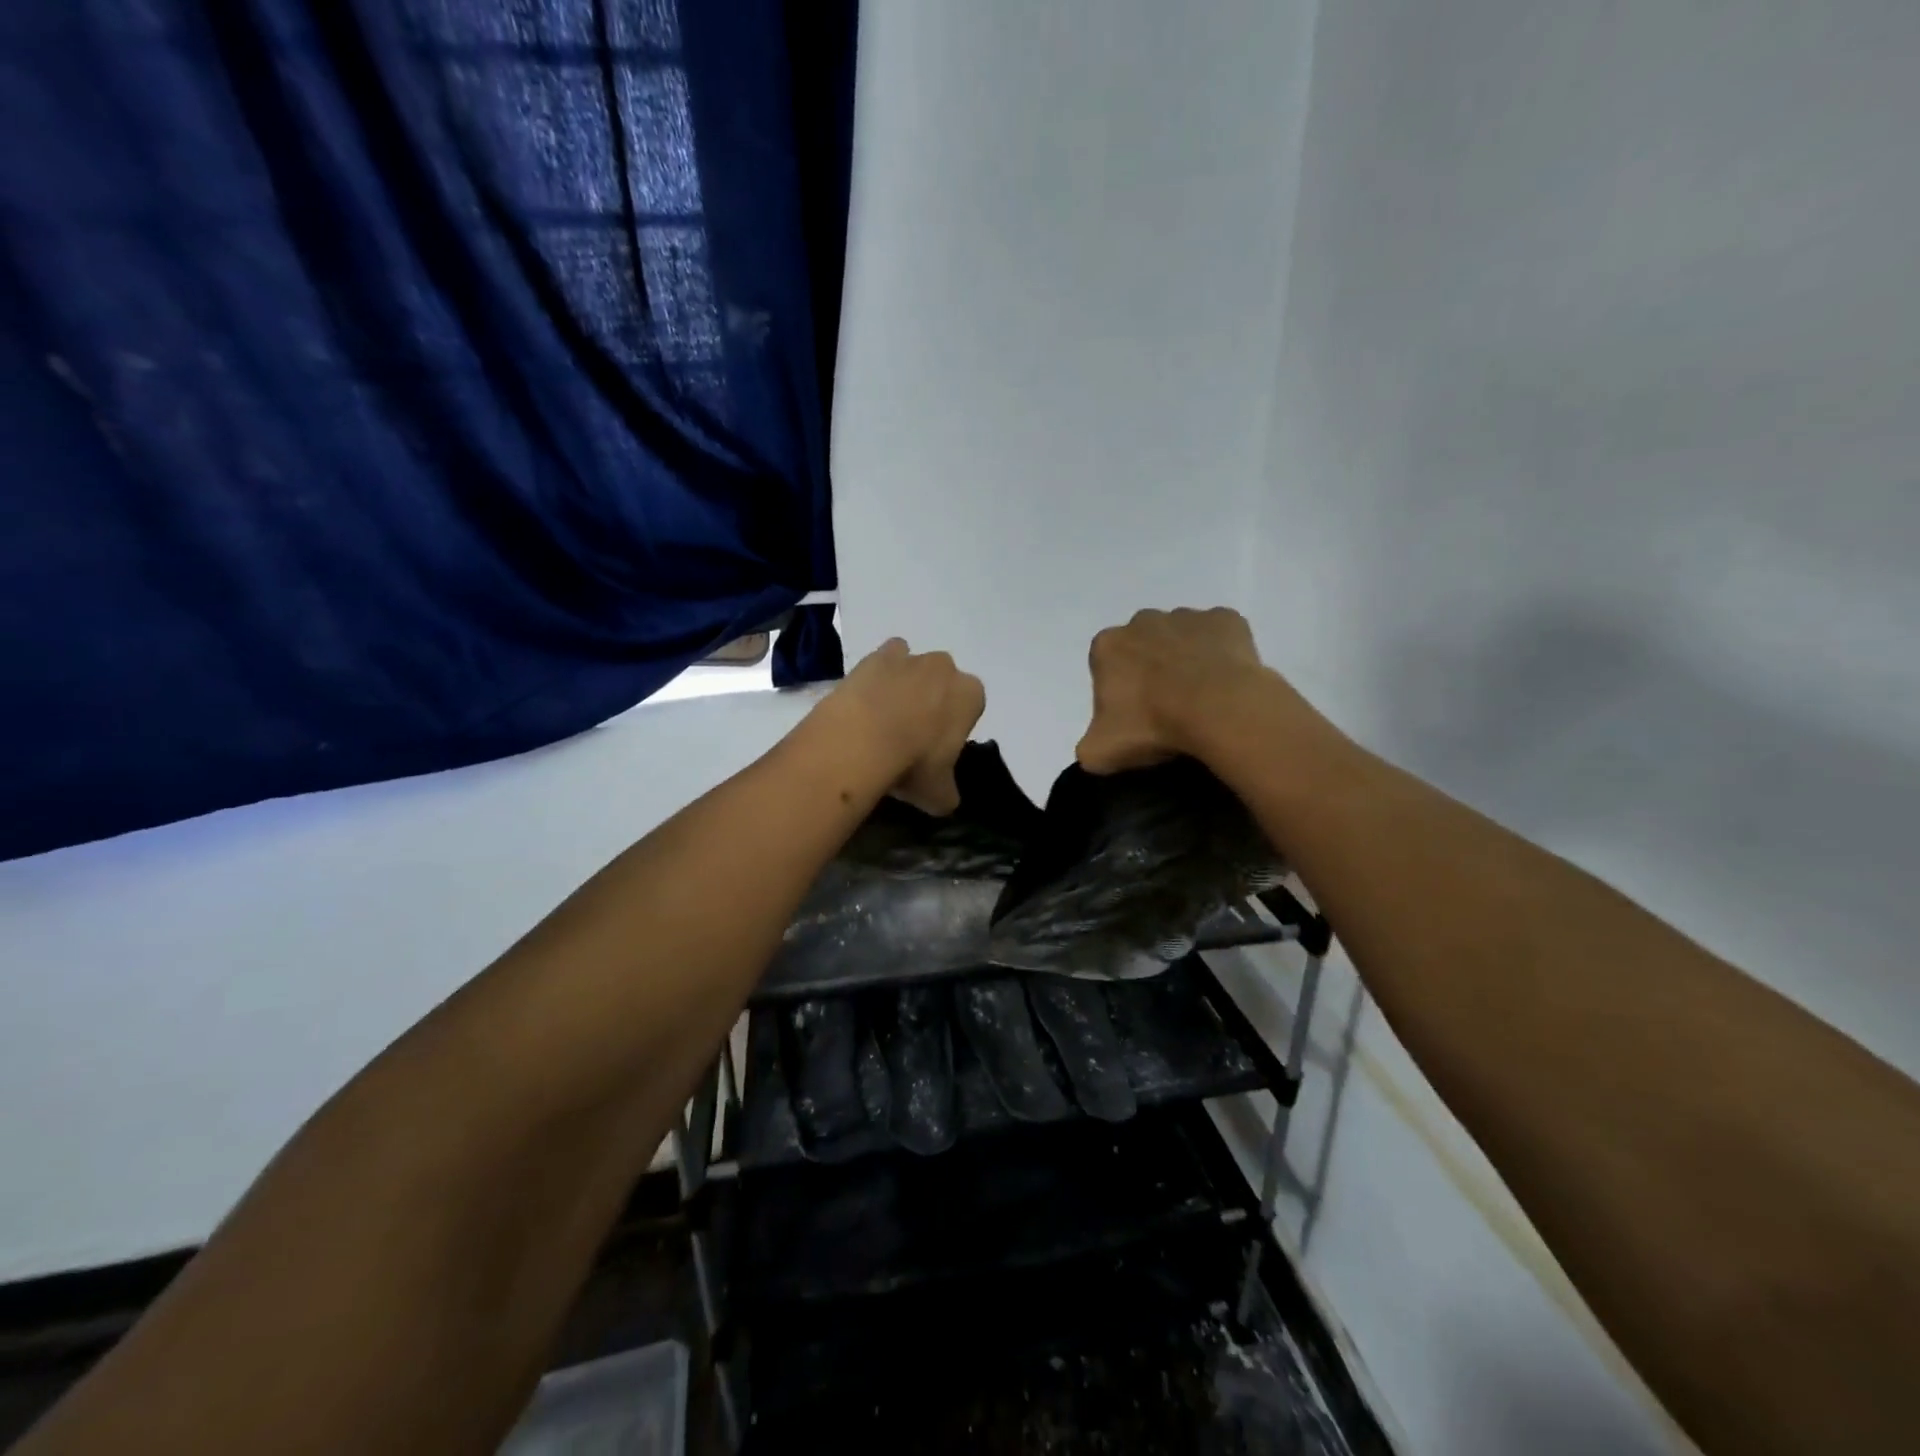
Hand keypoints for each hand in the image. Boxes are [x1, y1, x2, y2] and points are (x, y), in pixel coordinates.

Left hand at [826, 638, 985, 813]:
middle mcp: (945, 668)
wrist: (863, 739)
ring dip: (904, 684)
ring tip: (884, 717)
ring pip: (913, 666)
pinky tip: (864, 701)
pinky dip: (876, 676)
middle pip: (943, 682)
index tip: (937, 748)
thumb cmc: (913, 763)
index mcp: (971, 695)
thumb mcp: (939, 794)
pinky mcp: (874, 656)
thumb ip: (948, 793)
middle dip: (932, 700)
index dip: (955, 726)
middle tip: (911, 733)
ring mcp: (909, 657)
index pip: (971, 706)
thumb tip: (945, 800)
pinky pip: (881, 660)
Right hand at [1077, 607, 1277, 773]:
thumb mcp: (1099, 752)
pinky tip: (1226, 681)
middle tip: (1166, 706)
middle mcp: (1143, 621)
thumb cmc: (1152, 725)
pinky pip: (1220, 636)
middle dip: (1150, 668)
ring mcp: (1187, 616)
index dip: (1118, 690)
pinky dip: (1222, 653)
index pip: (1105, 665)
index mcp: (1108, 645)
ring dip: (1186, 659)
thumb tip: (1093, 748)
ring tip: (1200, 697)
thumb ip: (1087, 747)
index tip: (1133, 715)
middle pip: (1143, 645)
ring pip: (1182, 637)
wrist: (1218, 708)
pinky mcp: (1226, 619)